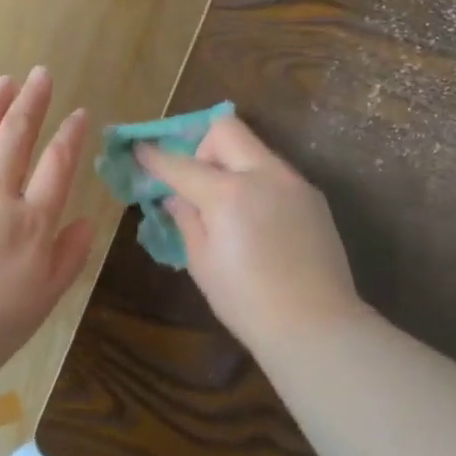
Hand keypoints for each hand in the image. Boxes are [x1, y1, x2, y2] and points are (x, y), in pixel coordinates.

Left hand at [0, 68, 94, 392]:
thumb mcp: (42, 300)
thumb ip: (68, 257)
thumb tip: (87, 221)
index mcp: (29, 222)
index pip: (57, 165)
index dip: (71, 135)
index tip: (80, 113)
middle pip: (15, 136)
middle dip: (31, 101)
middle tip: (41, 74)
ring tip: (3, 81)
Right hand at [136, 115, 367, 352]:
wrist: (316, 326)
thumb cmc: (247, 302)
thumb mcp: (202, 263)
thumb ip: (187, 219)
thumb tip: (177, 197)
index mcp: (229, 194)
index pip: (182, 165)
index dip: (155, 157)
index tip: (139, 150)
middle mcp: (265, 175)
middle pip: (226, 130)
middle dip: (202, 147)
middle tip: (196, 183)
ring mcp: (294, 183)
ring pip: (254, 149)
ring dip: (232, 164)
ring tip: (227, 207)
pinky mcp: (313, 197)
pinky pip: (275, 174)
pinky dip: (256, 183)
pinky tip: (257, 222)